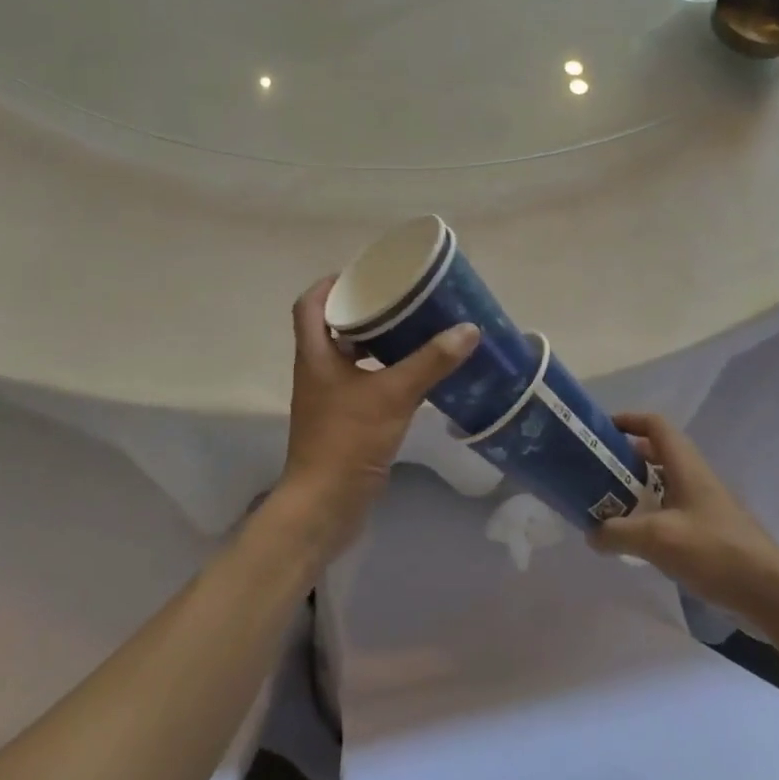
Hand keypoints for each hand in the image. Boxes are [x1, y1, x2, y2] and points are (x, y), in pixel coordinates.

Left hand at [275, 277, 479, 558]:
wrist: (325, 506)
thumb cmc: (348, 440)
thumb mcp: (393, 394)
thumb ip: (430, 362)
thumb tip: (468, 329)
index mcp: (315, 355)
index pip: (309, 305)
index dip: (330, 284)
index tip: (363, 274)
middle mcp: (316, 371)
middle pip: (331, 327)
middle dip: (362, 309)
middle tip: (399, 298)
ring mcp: (328, 398)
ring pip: (348, 356)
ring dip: (374, 341)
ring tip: (412, 328)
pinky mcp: (342, 420)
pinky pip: (362, 382)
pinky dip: (383, 371)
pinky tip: (413, 372)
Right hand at [590, 414, 778, 626]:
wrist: (771, 592)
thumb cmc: (714, 551)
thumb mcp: (657, 539)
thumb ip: (618, 532)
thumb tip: (591, 532)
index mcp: (685, 465)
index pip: (655, 425)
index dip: (627, 420)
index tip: (599, 433)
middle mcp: (695, 477)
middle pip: (656, 453)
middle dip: (624, 459)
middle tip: (595, 475)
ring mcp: (705, 504)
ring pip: (663, 484)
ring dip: (636, 489)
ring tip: (608, 507)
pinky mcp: (710, 530)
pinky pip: (672, 510)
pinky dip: (650, 515)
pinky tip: (637, 539)